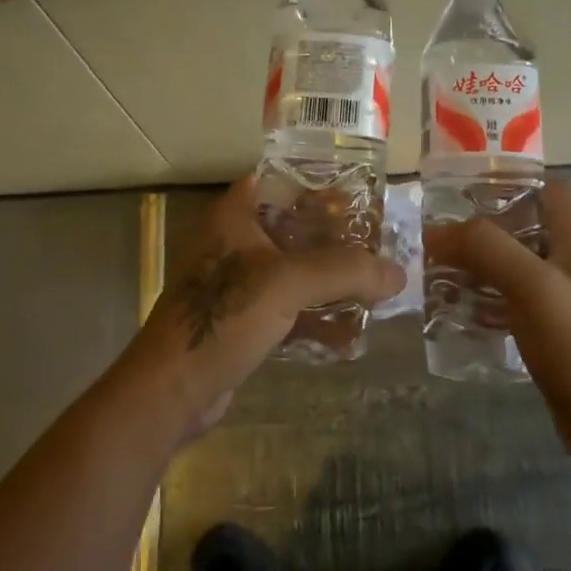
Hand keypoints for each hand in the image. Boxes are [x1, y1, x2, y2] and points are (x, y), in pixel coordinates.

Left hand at [120, 176, 403, 437]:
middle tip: (380, 246)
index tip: (363, 197)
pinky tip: (349, 337)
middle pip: (295, 229)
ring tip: (376, 292)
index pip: (281, 181)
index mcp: (235, 215)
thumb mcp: (287, 283)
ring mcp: (237, 284)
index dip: (320, 184)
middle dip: (337, 241)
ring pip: (294, 272)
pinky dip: (316, 319)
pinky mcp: (242, 321)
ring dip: (331, 284)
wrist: (172, 389)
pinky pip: (288, 309)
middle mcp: (235, 242)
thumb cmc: (224, 316)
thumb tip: (398, 273)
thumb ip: (345, 272)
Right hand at [425, 180, 570, 452]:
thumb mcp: (531, 284)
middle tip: (439, 237)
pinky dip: (486, 299)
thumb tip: (437, 231)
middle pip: (524, 227)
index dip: (510, 183)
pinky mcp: (553, 332)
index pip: (548, 189)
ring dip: (479, 266)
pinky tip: (458, 311)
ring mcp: (564, 299)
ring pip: (514, 266)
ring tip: (438, 272)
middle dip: (481, 229)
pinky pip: (513, 302)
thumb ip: (486, 248)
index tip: (464, 191)